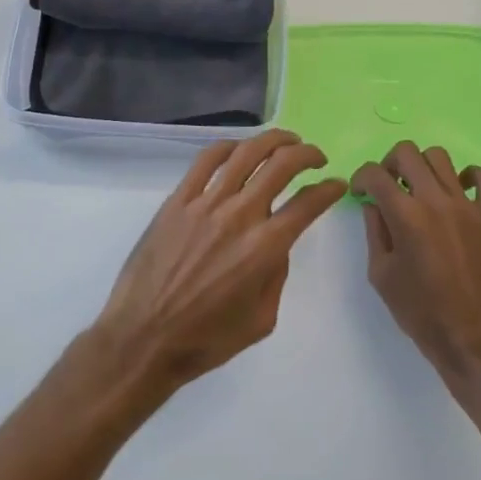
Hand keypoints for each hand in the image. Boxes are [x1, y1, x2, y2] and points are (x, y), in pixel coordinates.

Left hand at [95, 130, 347, 396]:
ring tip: (286, 140)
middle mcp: (240, 215)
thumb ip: (277, 275)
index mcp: (265, 248)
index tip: (337, 184)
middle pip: (282, 165)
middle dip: (307, 154)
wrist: (144, 337)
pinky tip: (239, 148)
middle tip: (315, 157)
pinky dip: (228, 146)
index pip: (308, 203)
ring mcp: (206, 203)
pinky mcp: (178, 199)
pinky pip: (206, 160)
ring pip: (246, 153)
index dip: (329, 189)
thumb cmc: (206, 339)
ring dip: (273, 140)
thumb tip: (276, 243)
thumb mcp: (261, 320)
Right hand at [353, 142, 480, 384]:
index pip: (375, 173)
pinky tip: (459, 191)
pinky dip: (469, 176)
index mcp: (405, 215)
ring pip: (441, 157)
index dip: (361, 178)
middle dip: (389, 164)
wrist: (471, 339)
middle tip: (389, 186)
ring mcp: (467, 205)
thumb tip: (374, 204)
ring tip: (421, 188)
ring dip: (423, 167)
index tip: (361, 192)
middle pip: (407, 152)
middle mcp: (435, 200)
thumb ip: (375, 231)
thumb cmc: (420, 311)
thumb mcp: (381, 274)